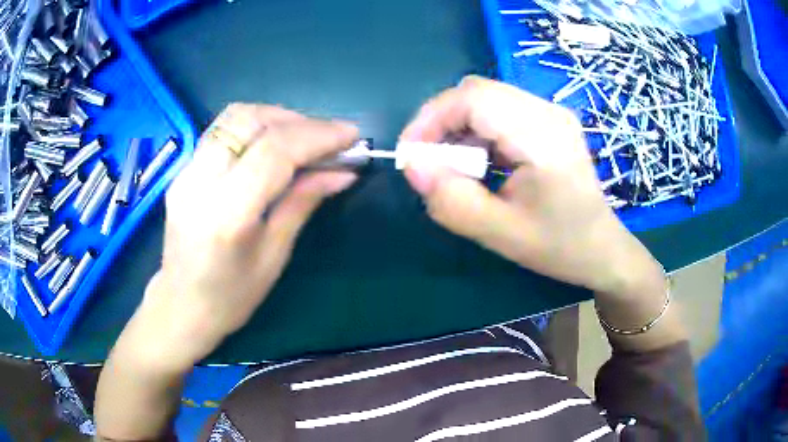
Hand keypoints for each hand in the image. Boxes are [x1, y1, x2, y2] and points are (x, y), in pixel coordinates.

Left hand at [132, 104, 358, 367]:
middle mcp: (199, 182)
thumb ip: (303, 203)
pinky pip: (222, 131)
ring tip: (304, 136)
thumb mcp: (274, 256)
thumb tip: (343, 173)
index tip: (351, 135)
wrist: (181, 306)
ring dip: (275, 117)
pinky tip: (274, 144)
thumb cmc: (231, 296)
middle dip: (297, 120)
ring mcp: (185, 172)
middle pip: (249, 120)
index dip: (317, 136)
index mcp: (225, 214)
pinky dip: (255, 127)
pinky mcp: (183, 170)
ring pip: (233, 117)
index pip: (273, 151)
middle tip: (329, 137)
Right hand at [401, 76, 660, 296]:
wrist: (601, 247)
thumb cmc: (559, 245)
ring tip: (454, 167)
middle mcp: (548, 112)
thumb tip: (413, 166)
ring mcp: (550, 112)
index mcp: (543, 137)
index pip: (473, 98)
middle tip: (429, 162)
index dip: (431, 118)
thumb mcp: (500, 234)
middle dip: (441, 122)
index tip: (411, 155)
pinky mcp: (548, 119)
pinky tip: (478, 161)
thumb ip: (452, 201)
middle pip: (476, 91)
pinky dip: (476, 130)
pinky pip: (499, 110)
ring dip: (458, 127)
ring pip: (485, 98)